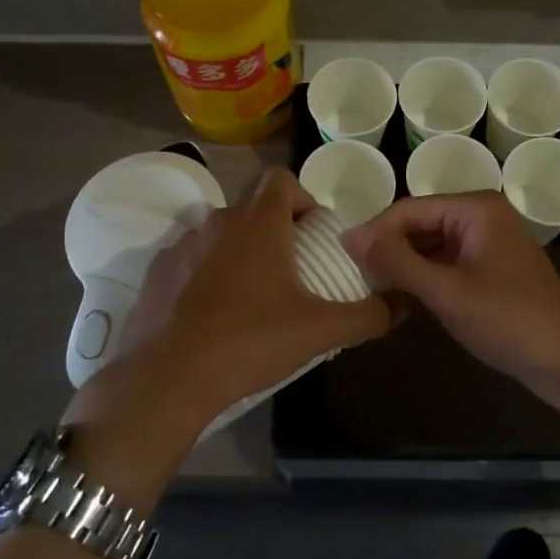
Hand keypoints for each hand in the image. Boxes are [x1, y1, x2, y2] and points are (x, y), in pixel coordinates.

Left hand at [98, 169, 390, 431]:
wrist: (167, 380)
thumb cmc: (250, 342)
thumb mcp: (319, 331)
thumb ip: (368, 315)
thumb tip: (403, 305)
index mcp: (258, 223)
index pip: (281, 178)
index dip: (302, 197)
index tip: (313, 234)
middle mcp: (218, 222)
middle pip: (252, 207)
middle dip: (275, 230)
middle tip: (291, 271)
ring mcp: (181, 246)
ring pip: (220, 234)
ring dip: (239, 252)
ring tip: (252, 296)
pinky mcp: (155, 273)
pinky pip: (190, 261)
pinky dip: (205, 275)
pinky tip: (212, 315)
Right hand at [345, 192, 559, 393]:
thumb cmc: (508, 320)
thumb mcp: (446, 292)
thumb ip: (396, 261)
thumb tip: (349, 235)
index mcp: (475, 208)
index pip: (410, 209)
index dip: (375, 232)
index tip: (342, 258)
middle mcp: (481, 215)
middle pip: (419, 225)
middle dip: (388, 251)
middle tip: (353, 279)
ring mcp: (487, 242)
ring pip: (430, 246)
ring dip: (403, 269)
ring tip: (370, 292)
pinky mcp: (489, 268)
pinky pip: (445, 264)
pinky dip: (424, 281)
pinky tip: (400, 304)